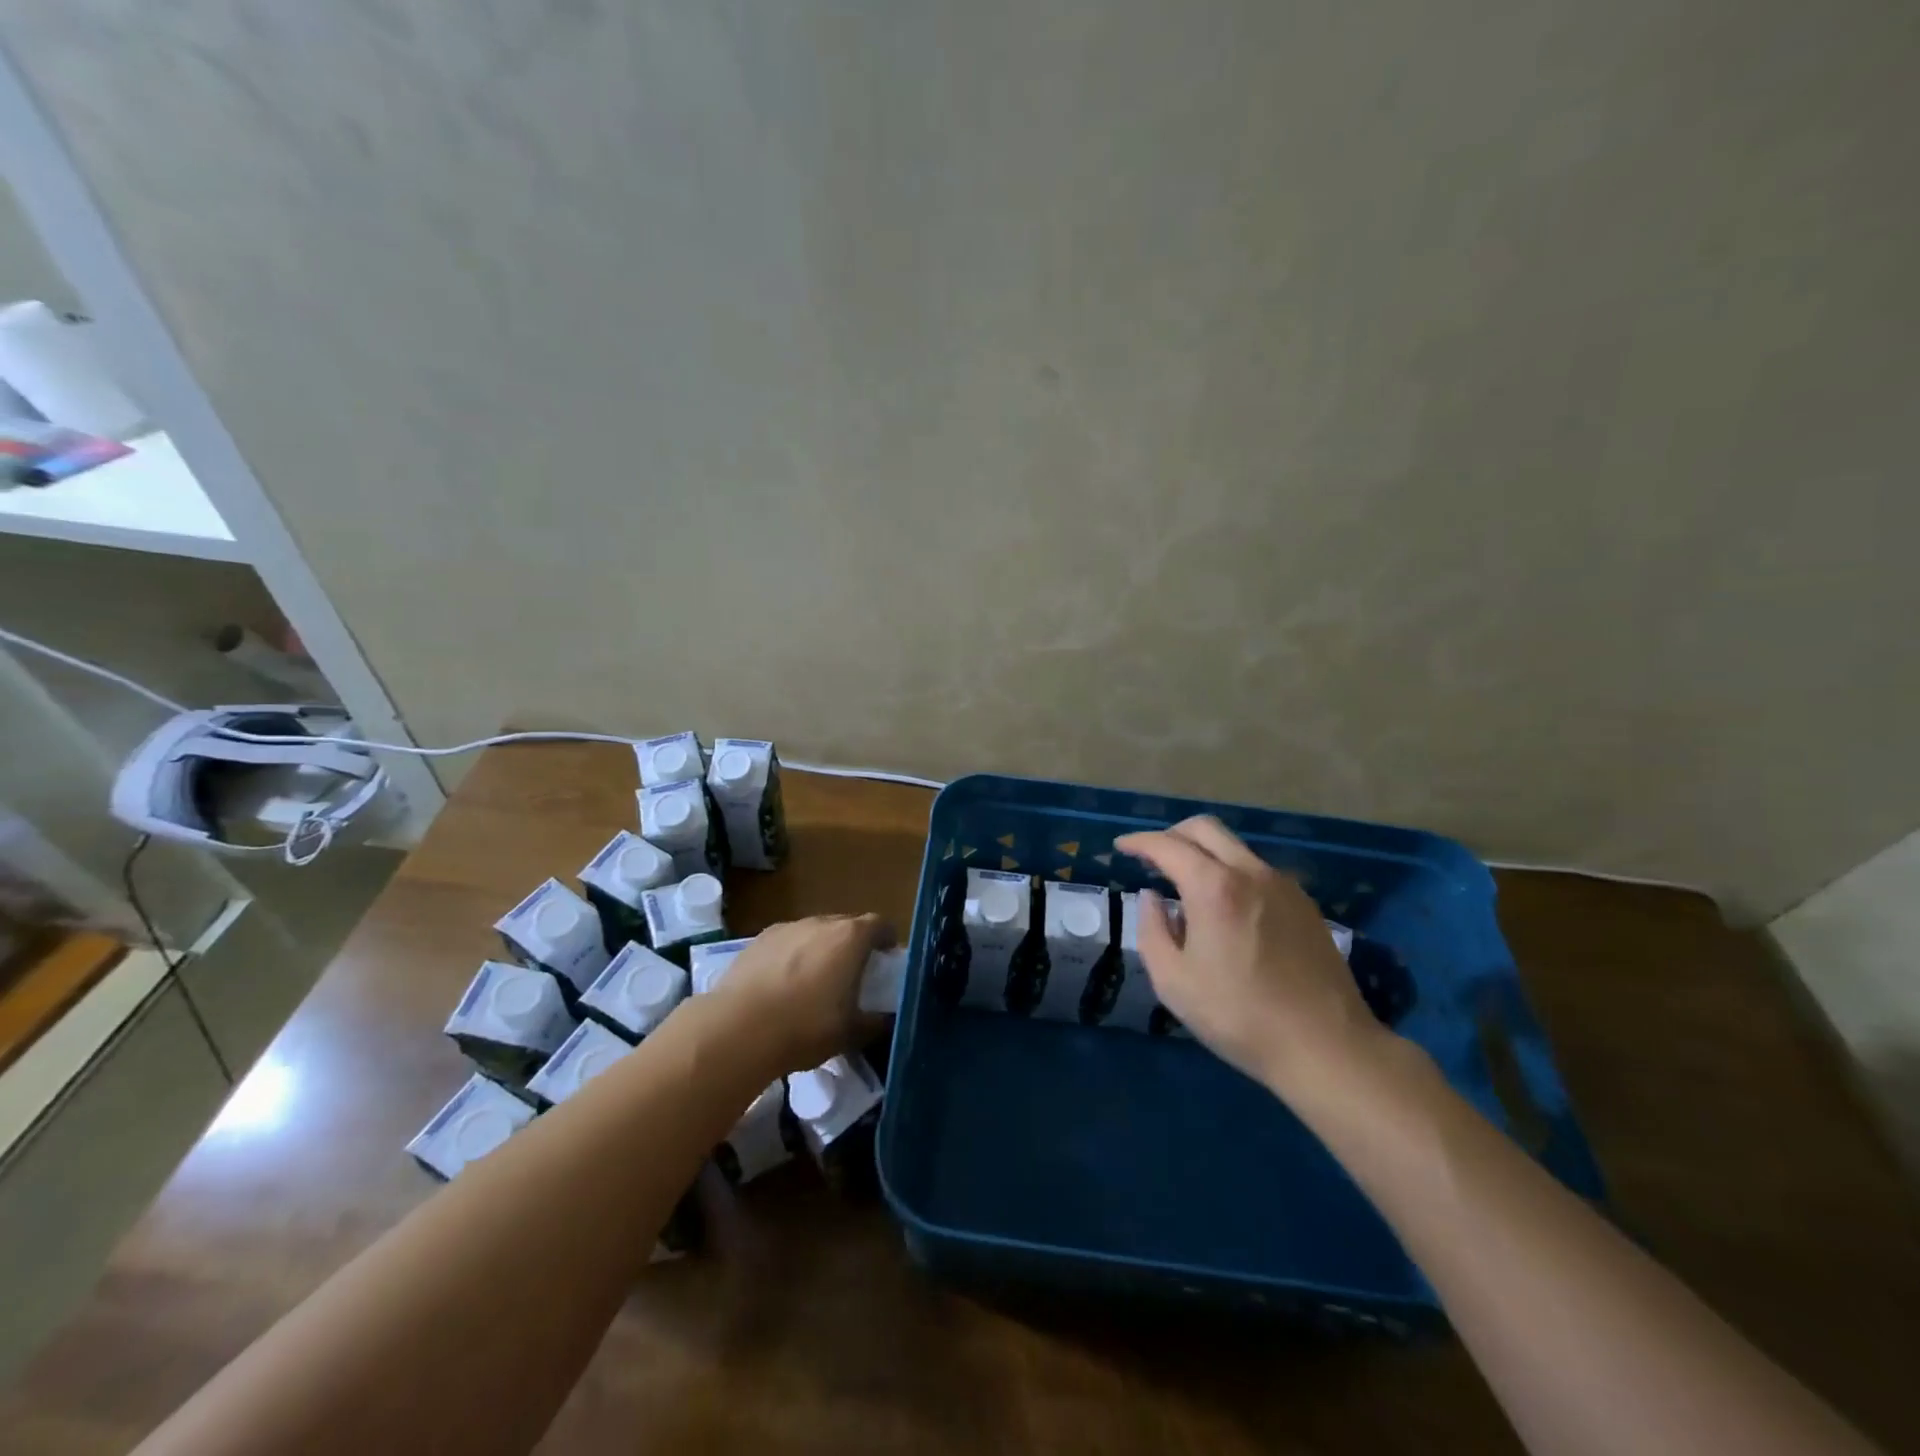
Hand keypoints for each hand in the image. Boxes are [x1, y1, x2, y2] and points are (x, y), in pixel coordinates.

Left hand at [708, 914, 891, 1074]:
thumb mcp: (851, 1033)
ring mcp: (787, 928)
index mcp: (851, 937)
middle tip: (853, 976)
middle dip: (854, 945)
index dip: (887, 941)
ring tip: (814, 983)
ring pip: (814, 932)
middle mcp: (821, 922)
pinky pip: (787, 942)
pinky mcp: (758, 939)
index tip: (886, 961)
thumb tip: (889, 1018)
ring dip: (821, 950)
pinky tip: (782, 985)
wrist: (737, 1029)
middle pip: (847, 925)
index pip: (881, 925)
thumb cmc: (805, 1027)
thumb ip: (877, 1021)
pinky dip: (792, 956)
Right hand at [1115, 817, 1389, 1101]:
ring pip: (1235, 847)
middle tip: (1152, 857)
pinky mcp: (1304, 904)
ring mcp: (1283, 885)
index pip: (1167, 846)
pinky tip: (1225, 909)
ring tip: (1186, 886)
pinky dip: (1231, 873)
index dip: (1139, 842)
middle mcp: (1250, 872)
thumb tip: (1152, 898)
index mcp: (1213, 887)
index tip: (1121, 847)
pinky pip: (1257, 871)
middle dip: (1172, 835)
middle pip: (1205, 829)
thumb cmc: (1238, 1015)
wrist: (1325, 1046)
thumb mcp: (1173, 980)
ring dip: (1203, 853)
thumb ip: (1152, 929)